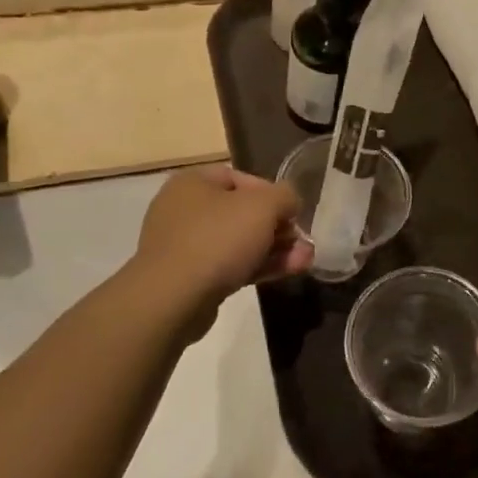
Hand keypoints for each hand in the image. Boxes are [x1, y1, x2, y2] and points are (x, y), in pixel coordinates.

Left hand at [134, 166, 311, 312]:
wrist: (172, 299)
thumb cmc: (217, 239)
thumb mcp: (263, 206)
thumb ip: (285, 196)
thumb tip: (290, 203)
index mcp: (193, 182)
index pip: (240, 178)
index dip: (272, 193)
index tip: (292, 212)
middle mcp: (184, 209)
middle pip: (241, 213)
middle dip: (278, 228)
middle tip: (303, 241)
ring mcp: (184, 246)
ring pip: (238, 242)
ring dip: (274, 250)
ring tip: (305, 261)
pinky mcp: (188, 278)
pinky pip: (229, 265)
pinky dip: (257, 267)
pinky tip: (287, 273)